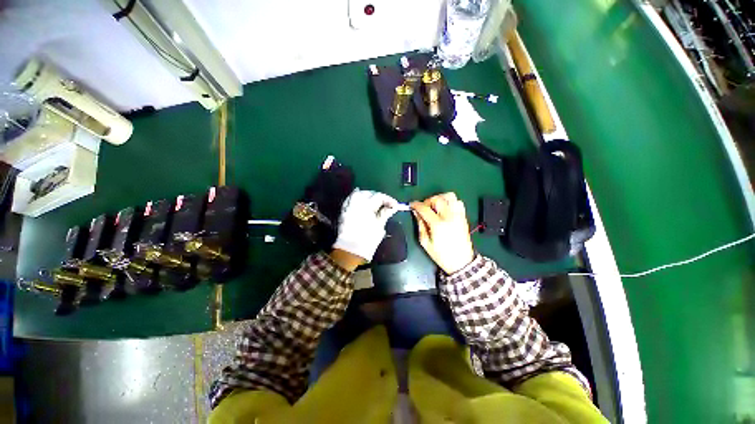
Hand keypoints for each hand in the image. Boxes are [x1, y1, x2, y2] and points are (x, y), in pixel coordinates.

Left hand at [333, 189, 400, 262]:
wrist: (350, 251)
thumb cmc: (367, 240)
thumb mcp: (379, 227)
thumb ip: (385, 214)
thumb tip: (392, 207)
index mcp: (366, 207)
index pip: (379, 197)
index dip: (388, 199)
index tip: (395, 205)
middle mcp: (356, 203)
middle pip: (368, 193)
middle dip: (377, 196)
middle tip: (385, 203)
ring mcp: (348, 207)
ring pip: (357, 194)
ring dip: (367, 195)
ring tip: (373, 201)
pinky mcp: (343, 212)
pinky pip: (349, 200)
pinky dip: (355, 198)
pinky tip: (360, 201)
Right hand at [411, 193, 474, 274]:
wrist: (461, 262)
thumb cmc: (441, 255)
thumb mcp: (425, 243)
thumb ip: (420, 225)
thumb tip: (416, 213)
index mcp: (438, 225)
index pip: (425, 208)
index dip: (416, 205)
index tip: (412, 205)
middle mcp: (449, 217)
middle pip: (437, 199)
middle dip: (428, 201)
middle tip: (424, 208)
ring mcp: (458, 216)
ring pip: (450, 196)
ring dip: (440, 198)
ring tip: (435, 206)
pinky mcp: (463, 217)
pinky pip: (458, 202)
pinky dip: (450, 201)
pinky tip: (445, 209)